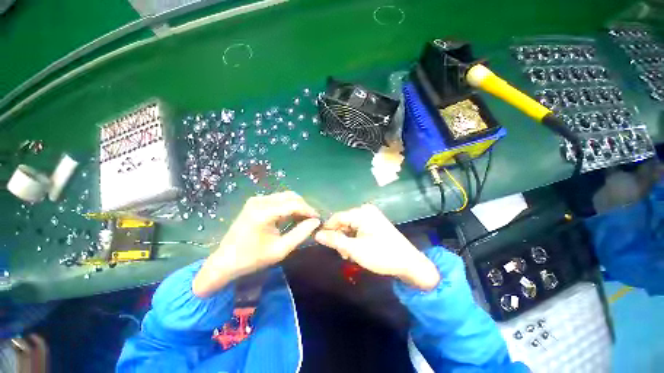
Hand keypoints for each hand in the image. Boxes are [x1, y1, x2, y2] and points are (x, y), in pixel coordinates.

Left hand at [193, 191, 319, 296]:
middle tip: (312, 219)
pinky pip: (278, 199)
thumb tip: (315, 222)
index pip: (294, 205)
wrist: (225, 261)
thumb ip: (300, 234)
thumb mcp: (280, 250)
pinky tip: (291, 216)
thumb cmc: (252, 259)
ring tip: (304, 219)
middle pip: (291, 196)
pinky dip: (288, 206)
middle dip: (304, 207)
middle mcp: (260, 201)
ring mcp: (256, 200)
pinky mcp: (255, 202)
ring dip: (297, 206)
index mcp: (263, 213)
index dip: (309, 210)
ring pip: (285, 196)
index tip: (318, 219)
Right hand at [314, 204, 439, 289]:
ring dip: (346, 240)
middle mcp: (365, 211)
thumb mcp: (355, 249)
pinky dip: (353, 239)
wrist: (409, 263)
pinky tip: (356, 250)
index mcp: (361, 213)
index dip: (327, 229)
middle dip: (339, 237)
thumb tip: (316, 234)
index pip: (337, 217)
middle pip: (343, 222)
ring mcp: (370, 216)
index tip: (320, 242)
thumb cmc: (382, 255)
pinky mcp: (373, 223)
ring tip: (349, 254)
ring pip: (349, 227)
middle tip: (341, 253)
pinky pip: (357, 229)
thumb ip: (335, 240)